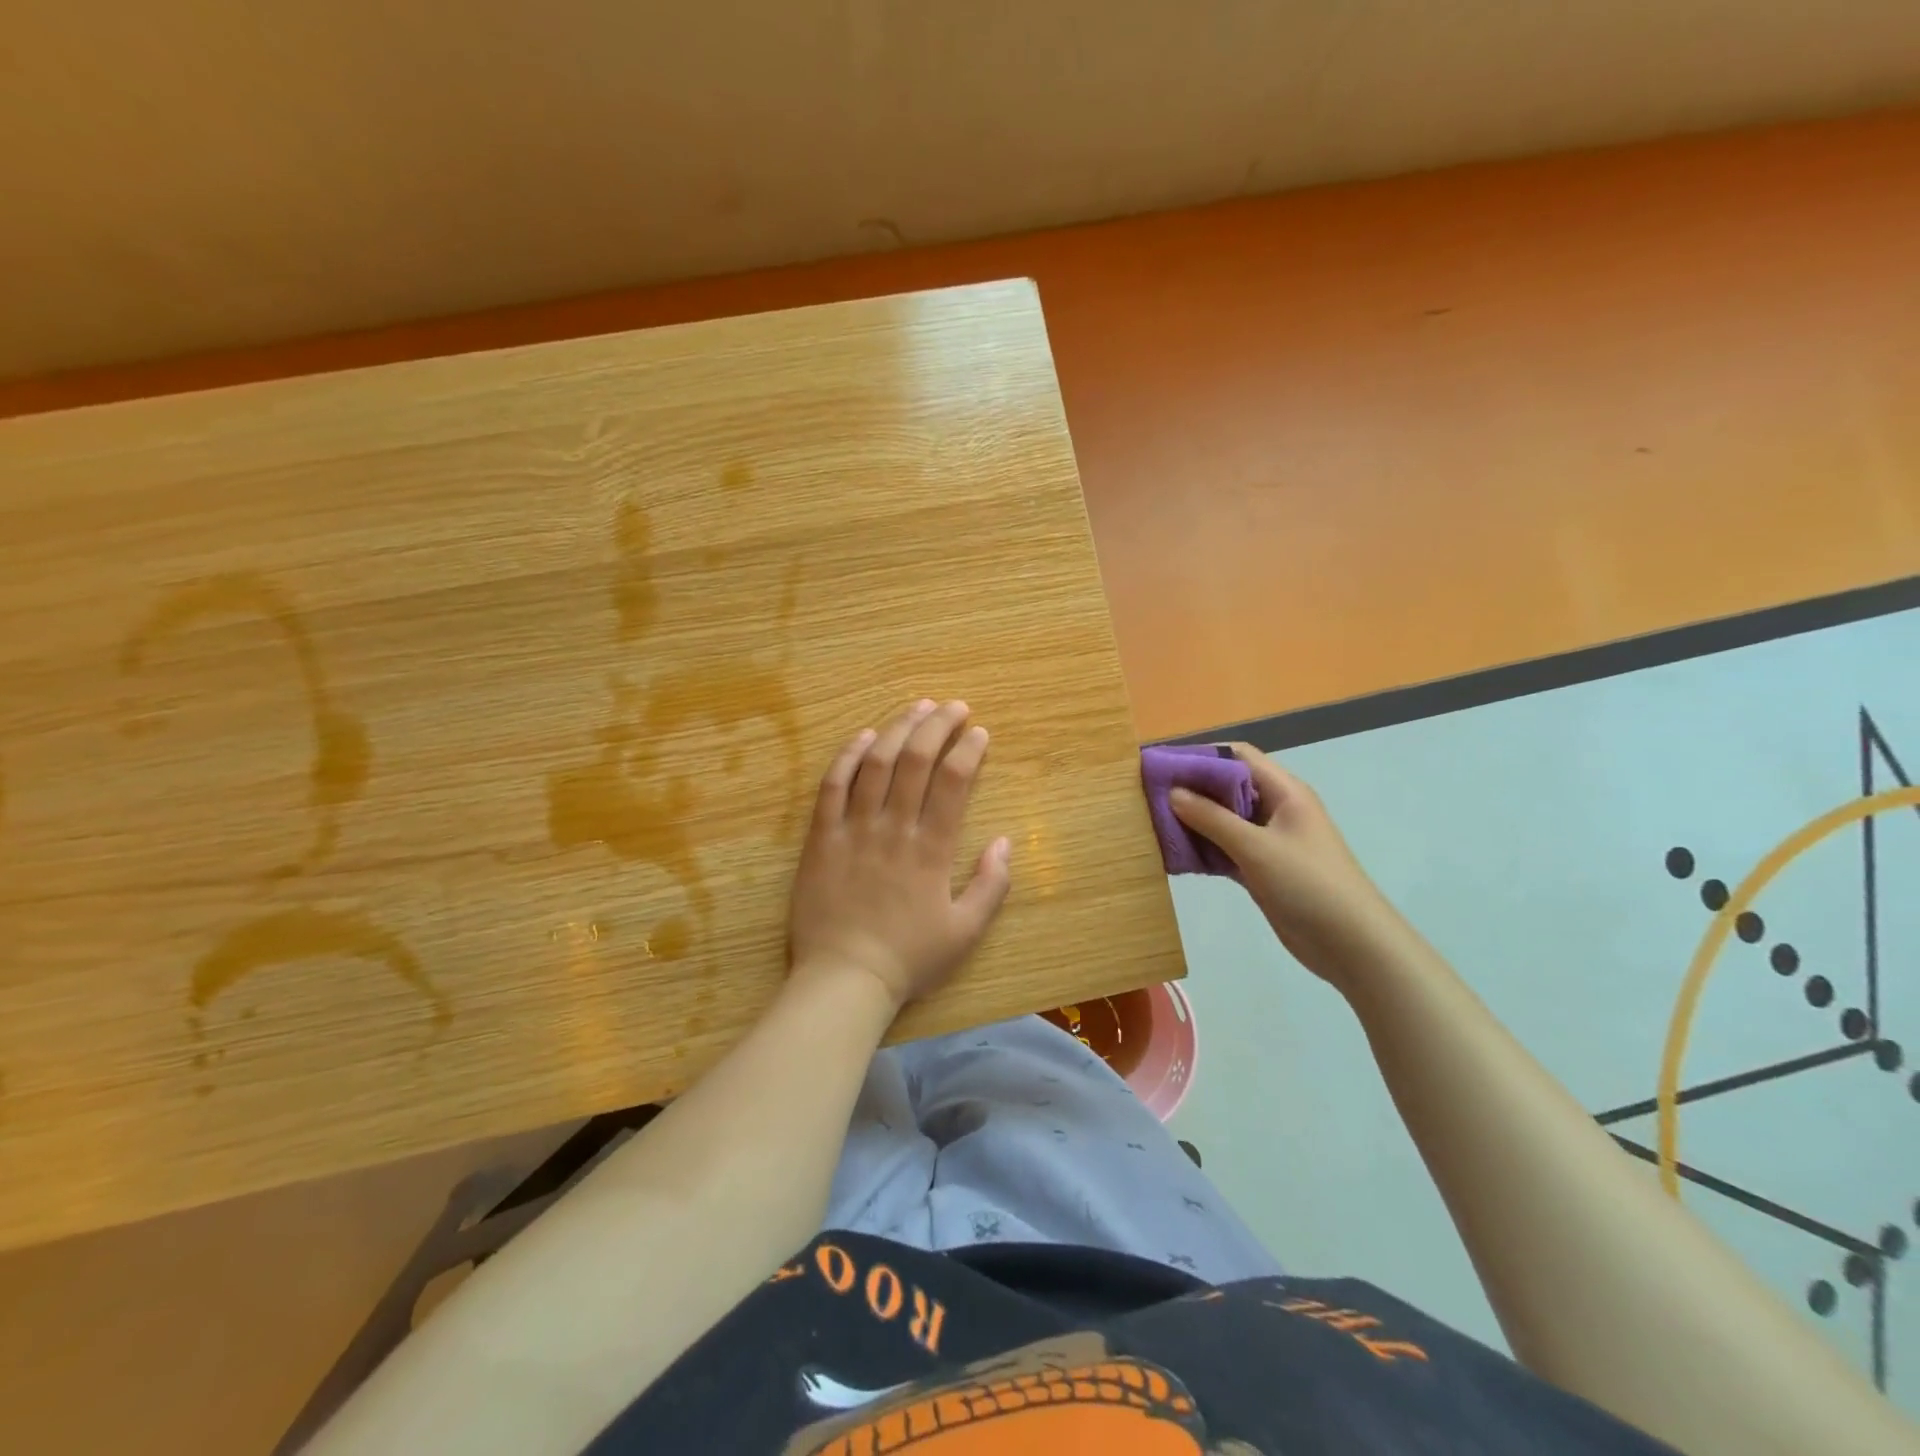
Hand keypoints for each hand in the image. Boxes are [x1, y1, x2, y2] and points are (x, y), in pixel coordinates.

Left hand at [788, 699, 1011, 1012]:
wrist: (844, 980)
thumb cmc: (908, 959)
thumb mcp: (965, 932)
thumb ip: (991, 886)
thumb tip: (1005, 842)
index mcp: (931, 849)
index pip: (953, 782)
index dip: (968, 750)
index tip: (978, 732)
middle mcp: (893, 829)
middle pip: (916, 760)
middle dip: (938, 725)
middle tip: (953, 706)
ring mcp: (853, 830)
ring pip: (875, 763)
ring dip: (897, 729)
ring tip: (916, 707)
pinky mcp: (821, 838)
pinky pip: (831, 787)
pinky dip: (847, 757)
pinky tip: (863, 736)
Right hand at [1169, 745, 1408, 991]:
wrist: (1352, 944)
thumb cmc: (1308, 884)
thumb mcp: (1256, 847)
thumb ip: (1212, 818)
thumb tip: (1172, 792)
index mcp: (1284, 791)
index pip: (1237, 757)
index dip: (1200, 756)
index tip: (1162, 765)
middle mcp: (1276, 809)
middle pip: (1227, 787)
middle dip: (1191, 789)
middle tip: (1149, 796)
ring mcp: (1269, 841)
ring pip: (1224, 820)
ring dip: (1194, 821)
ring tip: (1154, 824)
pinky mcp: (1262, 869)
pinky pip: (1226, 849)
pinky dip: (1203, 849)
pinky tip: (1175, 855)